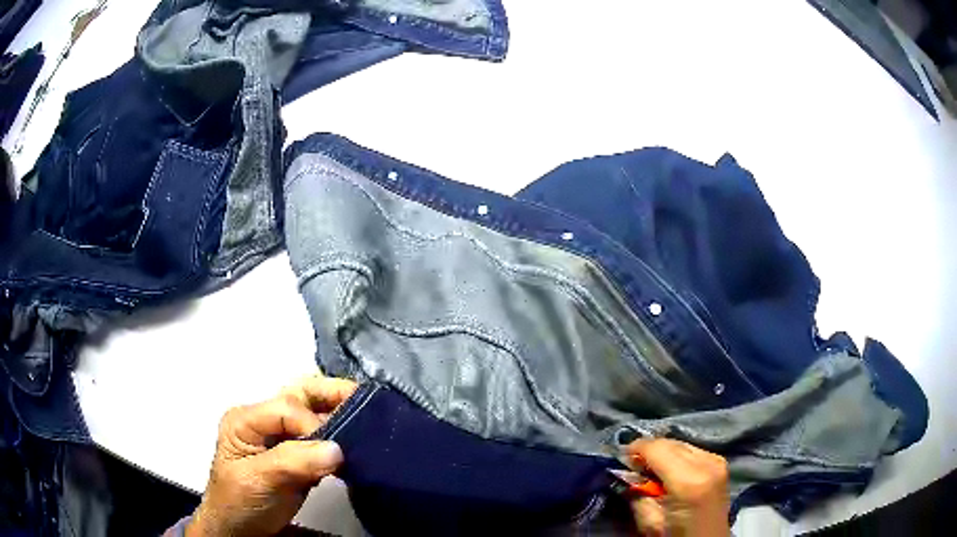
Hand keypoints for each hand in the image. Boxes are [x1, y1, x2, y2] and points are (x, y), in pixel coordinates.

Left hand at [186, 374, 357, 536]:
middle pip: (300, 395)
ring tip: (368, 421)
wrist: (240, 529)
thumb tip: (337, 449)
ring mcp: (281, 437)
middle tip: (366, 403)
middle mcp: (264, 420)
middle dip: (333, 395)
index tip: (334, 452)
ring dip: (339, 414)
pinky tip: (355, 444)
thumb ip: (293, 462)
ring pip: (313, 412)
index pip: (286, 408)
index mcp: (246, 419)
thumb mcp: (258, 481)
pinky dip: (339, 437)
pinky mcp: (297, 455)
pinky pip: (321, 438)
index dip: (312, 424)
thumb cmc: (239, 502)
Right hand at [624, 438, 729, 536]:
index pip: (657, 448)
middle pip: (670, 442)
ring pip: (681, 443)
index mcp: (688, 481)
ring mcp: (716, 460)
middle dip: (649, 450)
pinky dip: (677, 455)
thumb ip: (637, 495)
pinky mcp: (720, 462)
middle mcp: (706, 463)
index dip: (636, 448)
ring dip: (663, 451)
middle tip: (632, 465)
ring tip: (650, 468)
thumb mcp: (649, 523)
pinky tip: (669, 469)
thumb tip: (627, 474)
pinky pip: (692, 449)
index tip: (620, 456)